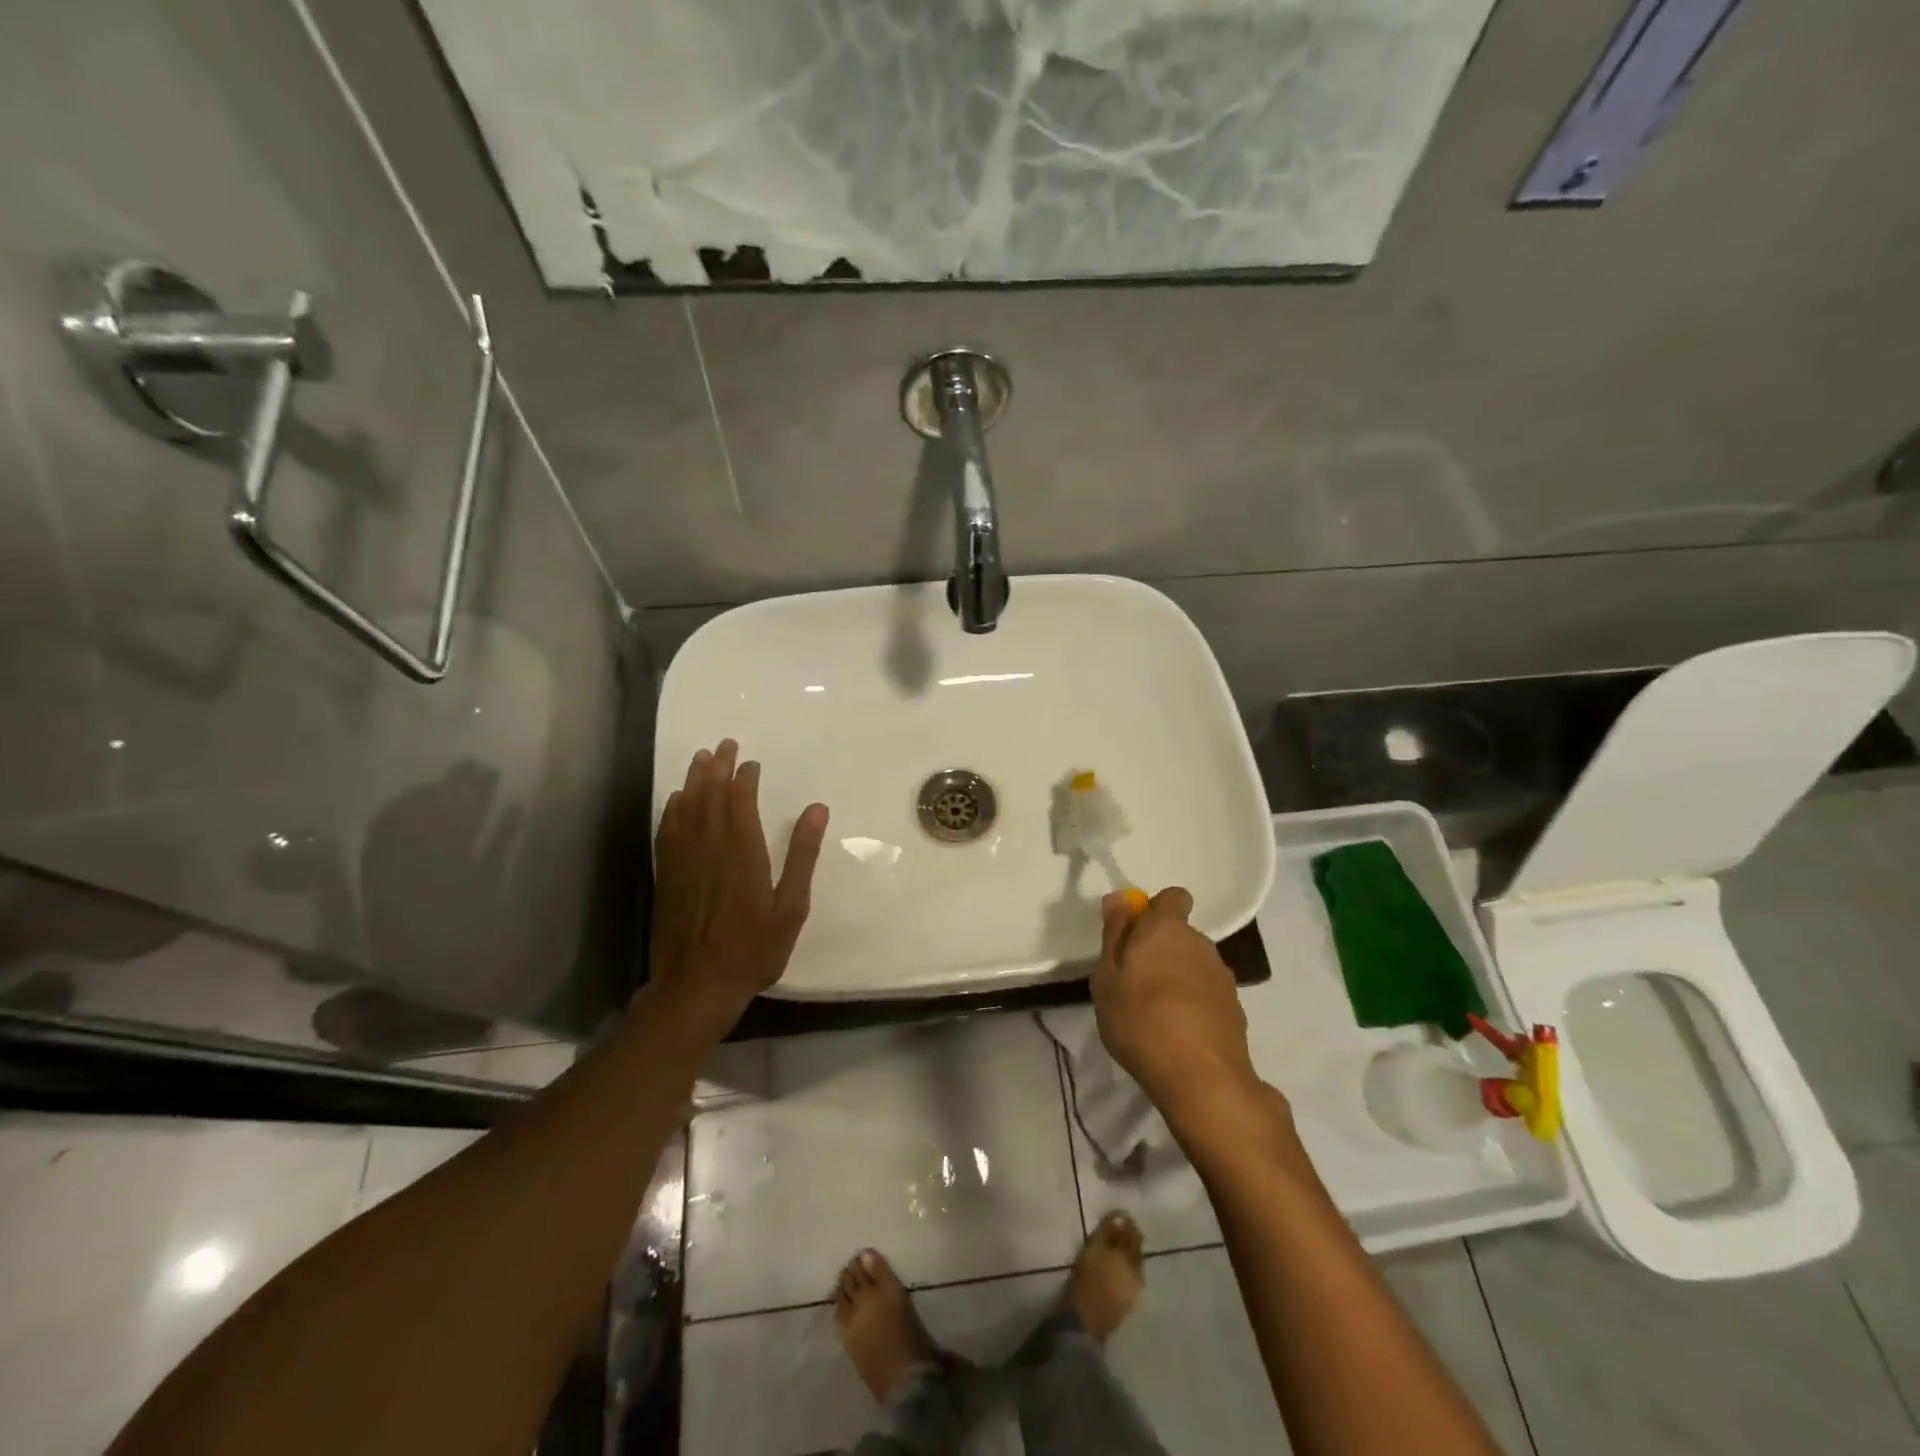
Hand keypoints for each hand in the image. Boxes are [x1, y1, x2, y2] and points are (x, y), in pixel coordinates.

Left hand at [648, 739, 827, 1037]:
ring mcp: (684, 860)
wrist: (697, 986)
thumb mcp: (791, 907)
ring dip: (694, 780)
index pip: (740, 801)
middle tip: (723, 744)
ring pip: (687, 808)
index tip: (751, 762)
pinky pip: (668, 831)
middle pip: (710, 796)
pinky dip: (673, 809)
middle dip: (717, 767)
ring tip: (700, 757)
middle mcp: (710, 847)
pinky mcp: (667, 875)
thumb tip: (817, 810)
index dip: (744, 777)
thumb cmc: (753, 949)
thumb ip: (802, 856)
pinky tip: (677, 800)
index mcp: (743, 852)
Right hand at [1090, 887, 1264, 1130]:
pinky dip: (1193, 1003)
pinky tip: (1178, 1032)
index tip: (1134, 935)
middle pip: (1180, 934)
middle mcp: (1201, 943)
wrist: (1202, 1079)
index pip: (1173, 897)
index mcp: (1167, 929)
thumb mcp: (1107, 977)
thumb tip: (1121, 898)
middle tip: (1134, 981)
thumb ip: (1114, 934)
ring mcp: (1222, 977)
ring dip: (1177, 976)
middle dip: (1160, 948)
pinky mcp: (1235, 1009)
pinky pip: (1207, 992)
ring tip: (1155, 1012)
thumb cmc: (1140, 1020)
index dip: (1155, 910)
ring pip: (1194, 963)